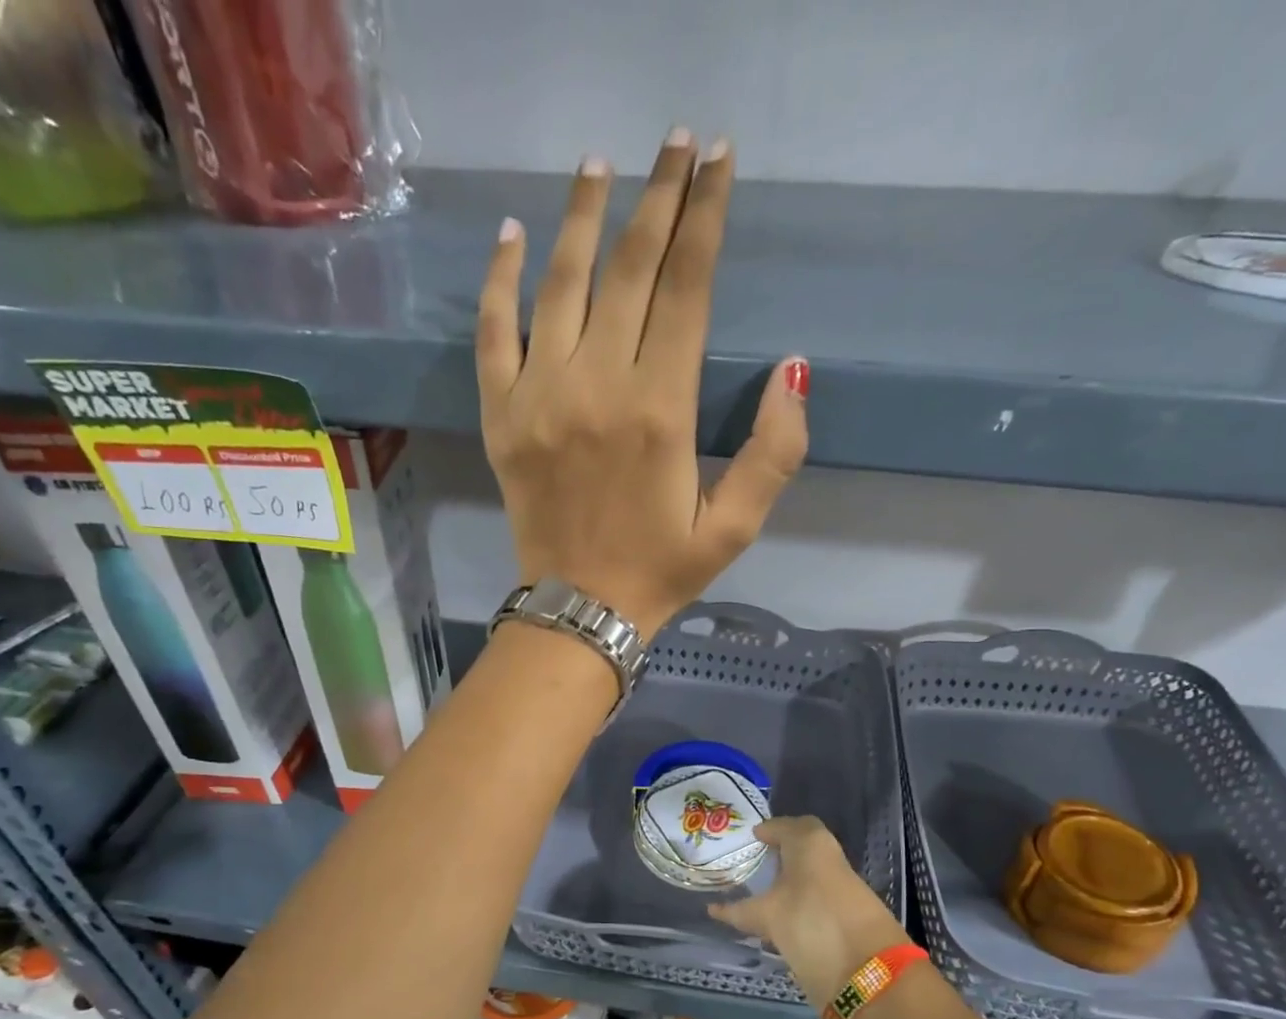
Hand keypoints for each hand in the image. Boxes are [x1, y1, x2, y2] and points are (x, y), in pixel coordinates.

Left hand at [475, 130, 809, 639]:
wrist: (580, 610)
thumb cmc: (660, 571)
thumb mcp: (735, 527)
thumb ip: (773, 453)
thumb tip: (792, 369)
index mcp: (660, 410)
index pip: (686, 289)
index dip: (705, 219)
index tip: (717, 162)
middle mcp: (597, 386)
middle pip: (628, 269)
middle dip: (657, 198)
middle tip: (675, 142)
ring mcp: (540, 396)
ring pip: (561, 284)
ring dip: (583, 217)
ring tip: (600, 164)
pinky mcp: (501, 416)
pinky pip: (493, 332)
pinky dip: (499, 280)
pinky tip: (511, 235)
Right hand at [709, 817, 908, 1007]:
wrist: (869, 971)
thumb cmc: (811, 922)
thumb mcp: (769, 916)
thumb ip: (740, 912)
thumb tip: (714, 909)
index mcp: (811, 845)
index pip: (788, 826)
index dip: (769, 830)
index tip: (750, 838)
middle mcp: (829, 861)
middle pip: (801, 850)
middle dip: (778, 854)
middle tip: (749, 864)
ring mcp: (842, 890)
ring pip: (808, 876)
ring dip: (787, 881)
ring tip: (756, 895)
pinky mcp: (847, 917)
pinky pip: (814, 899)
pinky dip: (795, 903)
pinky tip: (775, 922)